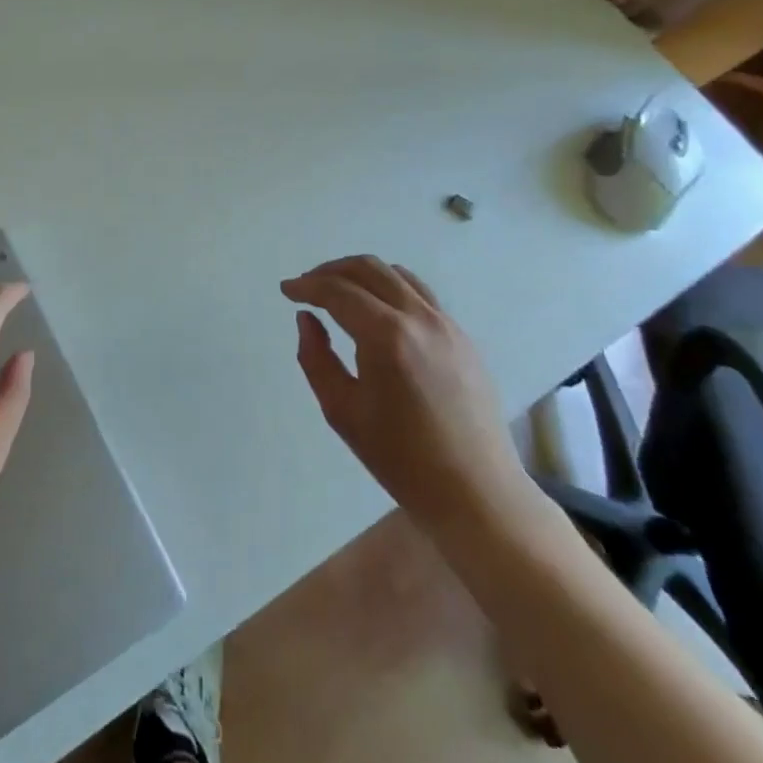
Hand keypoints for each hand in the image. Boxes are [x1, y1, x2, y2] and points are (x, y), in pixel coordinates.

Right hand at [283, 256, 535, 541]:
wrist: (476, 492)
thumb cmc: (401, 458)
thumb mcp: (342, 411)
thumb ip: (316, 358)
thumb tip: (308, 319)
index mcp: (387, 337)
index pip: (338, 291)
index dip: (307, 286)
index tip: (286, 291)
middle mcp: (419, 318)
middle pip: (368, 269)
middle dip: (331, 271)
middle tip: (307, 285)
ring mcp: (447, 324)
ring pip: (397, 275)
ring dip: (361, 274)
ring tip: (338, 291)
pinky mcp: (463, 337)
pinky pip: (420, 294)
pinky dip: (390, 288)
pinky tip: (377, 309)